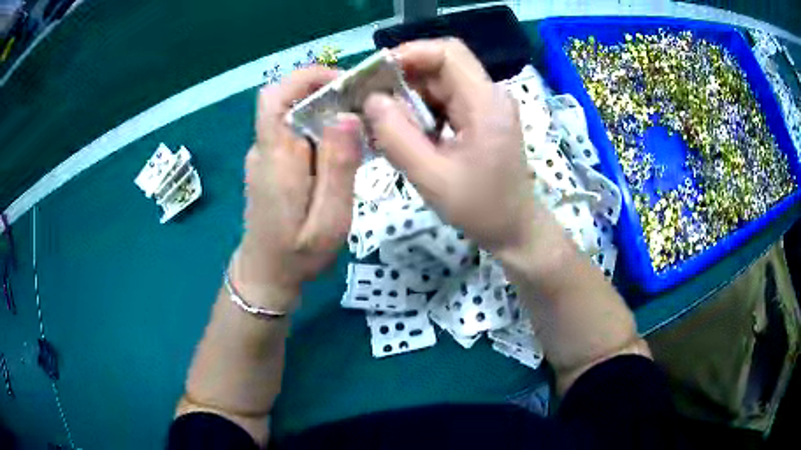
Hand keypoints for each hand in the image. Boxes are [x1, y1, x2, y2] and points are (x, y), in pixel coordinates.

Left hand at [232, 67, 361, 308]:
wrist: (266, 276)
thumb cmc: (297, 255)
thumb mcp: (329, 220)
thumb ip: (338, 168)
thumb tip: (347, 115)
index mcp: (276, 157)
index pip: (276, 96)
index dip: (307, 77)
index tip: (345, 84)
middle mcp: (265, 148)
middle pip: (288, 99)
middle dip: (326, 93)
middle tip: (364, 109)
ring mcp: (265, 155)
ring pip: (294, 115)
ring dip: (326, 112)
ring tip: (360, 130)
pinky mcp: (271, 164)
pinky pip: (295, 133)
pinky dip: (319, 131)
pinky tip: (341, 152)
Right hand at [363, 39, 551, 257]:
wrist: (515, 229)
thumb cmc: (481, 209)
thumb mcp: (432, 178)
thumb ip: (398, 137)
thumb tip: (372, 100)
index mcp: (485, 102)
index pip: (448, 52)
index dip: (409, 53)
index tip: (376, 74)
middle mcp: (488, 95)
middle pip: (441, 66)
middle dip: (402, 78)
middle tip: (369, 101)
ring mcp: (485, 106)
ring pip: (439, 83)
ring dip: (408, 96)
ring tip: (381, 120)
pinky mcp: (479, 118)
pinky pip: (443, 101)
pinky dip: (419, 111)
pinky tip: (403, 131)